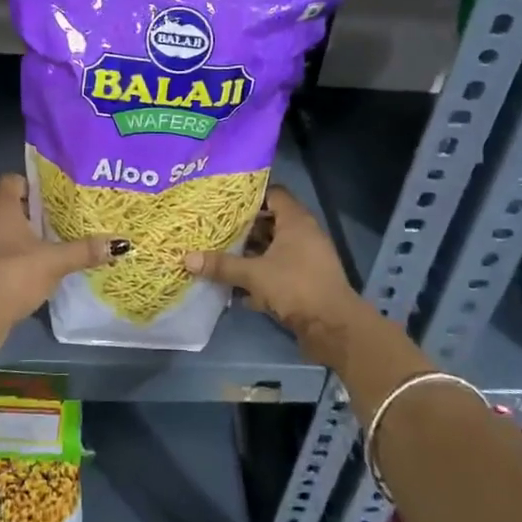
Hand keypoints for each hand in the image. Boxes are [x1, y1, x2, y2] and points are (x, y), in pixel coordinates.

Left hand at [0, 174, 126, 342]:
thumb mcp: (55, 261)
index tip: (54, 200)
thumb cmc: (14, 274)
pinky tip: (26, 274)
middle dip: (30, 215)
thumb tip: (121, 242)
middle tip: (58, 225)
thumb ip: (85, 250)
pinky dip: (6, 259)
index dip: (33, 187)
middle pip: (7, 206)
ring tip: (46, 250)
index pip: (13, 180)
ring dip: (17, 239)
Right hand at [183, 187, 367, 364]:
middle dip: (244, 227)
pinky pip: (278, 271)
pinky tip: (235, 287)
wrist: (334, 328)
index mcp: (296, 221)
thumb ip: (222, 265)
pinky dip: (259, 276)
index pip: (273, 193)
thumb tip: (187, 258)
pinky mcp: (304, 282)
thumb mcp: (254, 274)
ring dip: (250, 253)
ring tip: (220, 253)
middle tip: (215, 226)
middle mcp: (303, 235)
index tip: (224, 199)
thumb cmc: (296, 287)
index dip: (250, 194)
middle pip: (270, 222)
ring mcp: (306, 260)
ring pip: (273, 249)